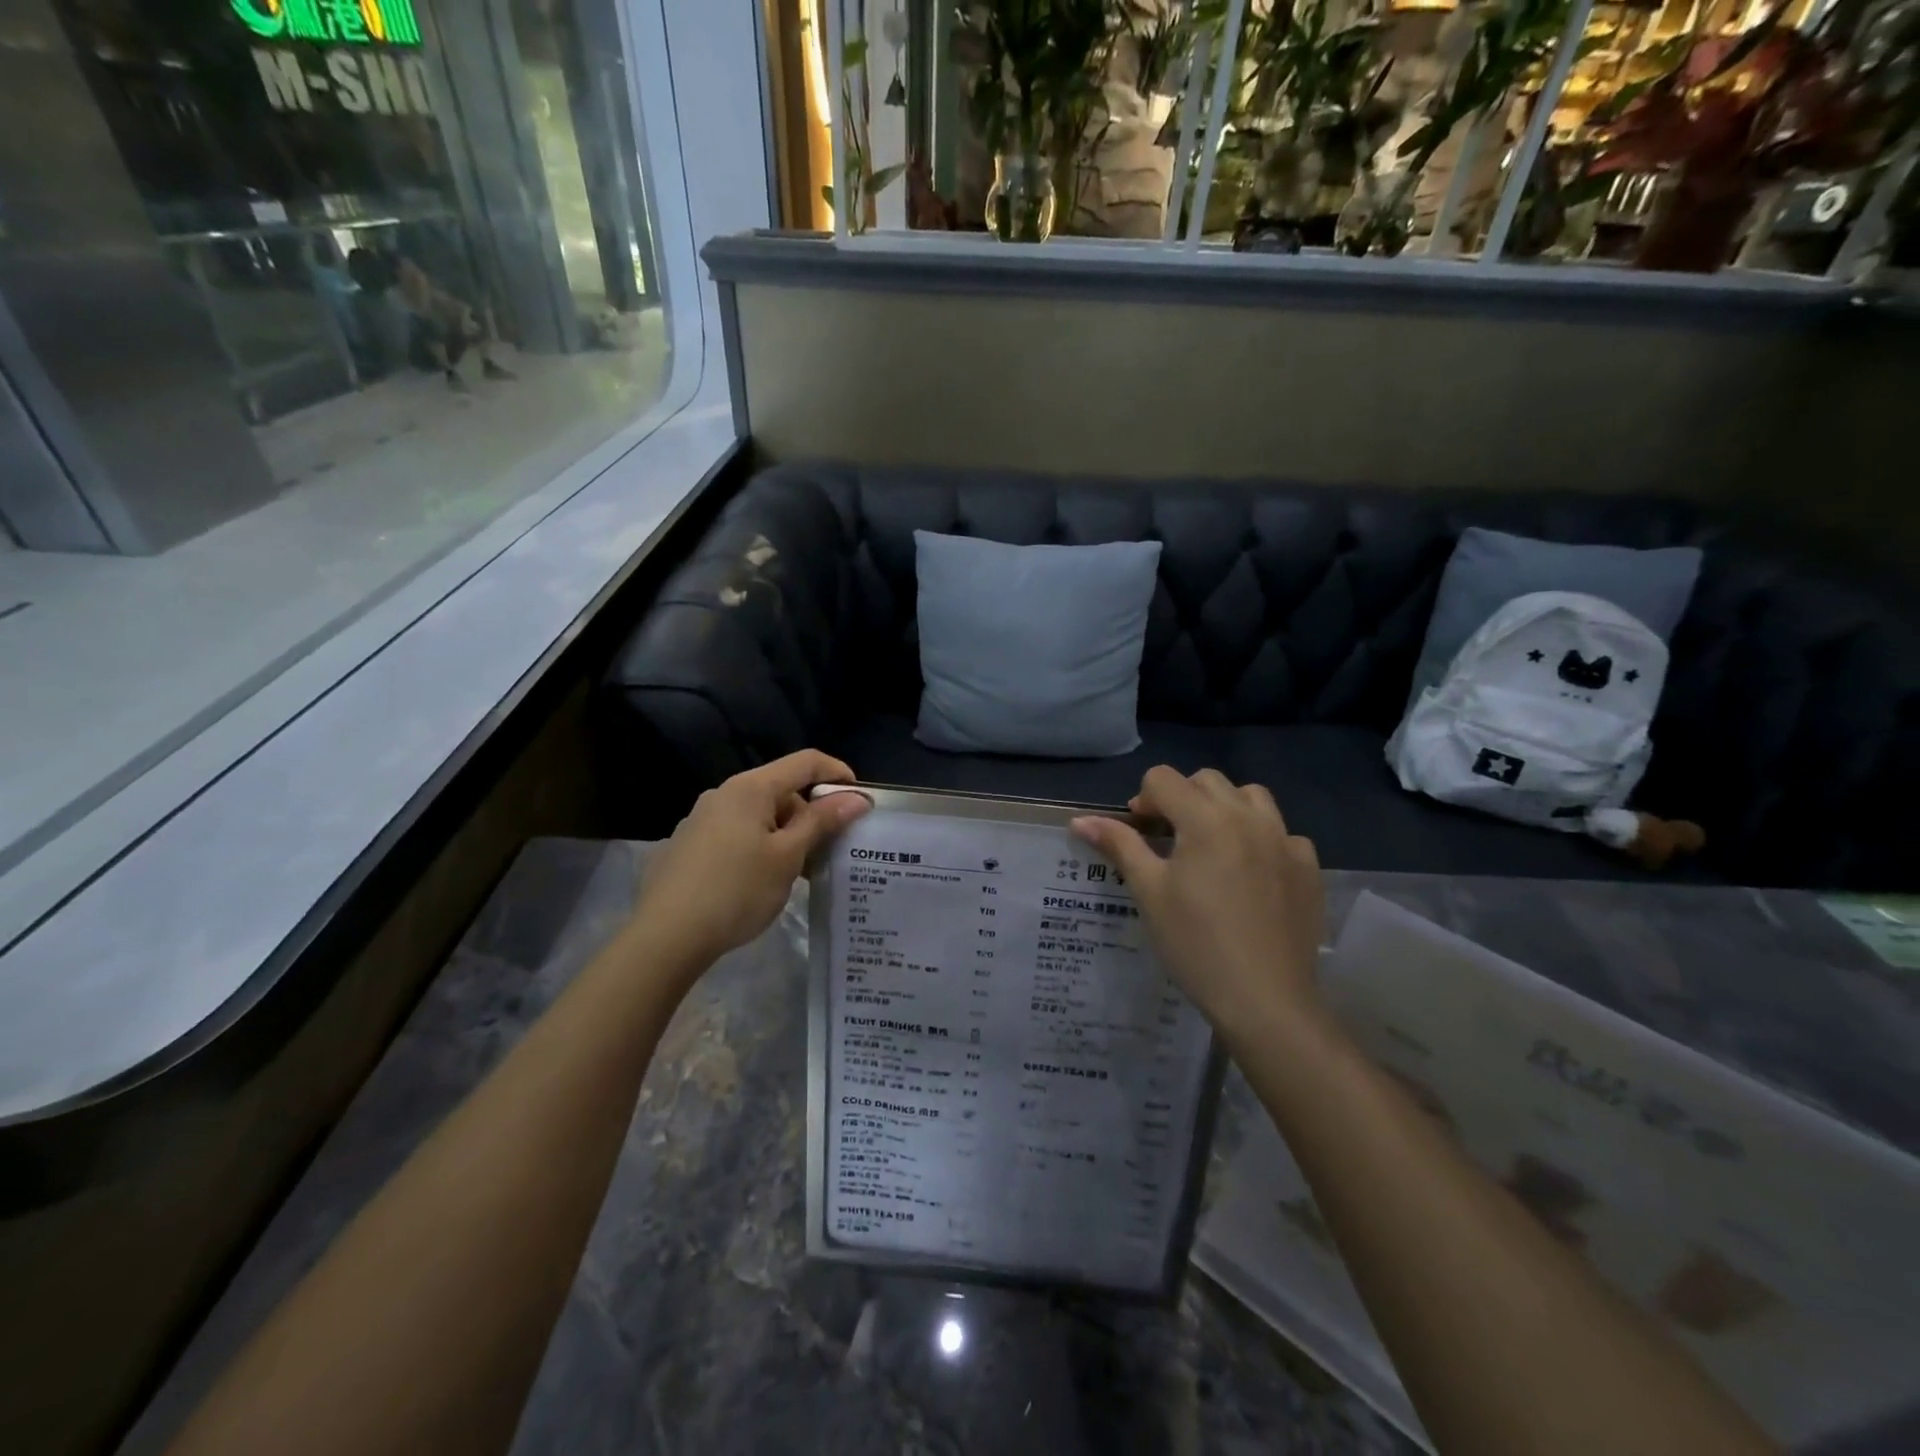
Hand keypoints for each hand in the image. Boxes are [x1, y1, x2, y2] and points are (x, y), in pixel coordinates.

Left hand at [634, 751, 869, 975]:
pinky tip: (762, 881)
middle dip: (812, 813)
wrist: (666, 936)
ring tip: (799, 871)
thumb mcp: (788, 856)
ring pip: (759, 814)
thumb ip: (822, 822)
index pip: (805, 762)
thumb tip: (857, 797)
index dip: (838, 774)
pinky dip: (761, 846)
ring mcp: (702, 819)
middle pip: (781, 789)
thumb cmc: (737, 890)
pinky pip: (737, 833)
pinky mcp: (689, 845)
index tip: (860, 801)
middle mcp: (724, 794)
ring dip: (787, 834)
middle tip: (831, 849)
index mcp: (750, 788)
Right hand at [1072, 767, 1323, 1038]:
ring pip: (1251, 797)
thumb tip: (1080, 820)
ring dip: (1224, 808)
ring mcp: (1285, 840)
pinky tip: (1251, 873)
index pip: (1164, 778)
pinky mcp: (1308, 867)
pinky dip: (1261, 839)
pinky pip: (1282, 833)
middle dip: (1181, 798)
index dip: (1143, 800)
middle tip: (1168, 839)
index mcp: (1205, 819)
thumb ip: (1119, 845)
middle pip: (1206, 780)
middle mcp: (1248, 817)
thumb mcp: (1149, 892)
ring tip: (1212, 845)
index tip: (1138, 833)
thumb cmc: (1195, 943)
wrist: (1265, 999)